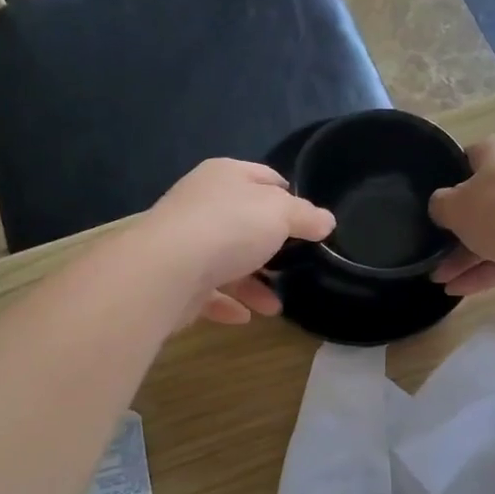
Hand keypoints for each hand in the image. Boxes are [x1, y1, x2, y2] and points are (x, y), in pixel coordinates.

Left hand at [136, 159, 335, 324]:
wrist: (168, 269)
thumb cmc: (230, 228)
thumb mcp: (280, 213)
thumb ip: (306, 216)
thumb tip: (326, 220)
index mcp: (226, 176)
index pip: (263, 177)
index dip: (288, 195)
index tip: (308, 221)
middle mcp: (202, 204)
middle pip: (244, 222)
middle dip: (271, 246)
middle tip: (296, 265)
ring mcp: (185, 241)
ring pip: (227, 261)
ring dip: (253, 284)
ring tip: (275, 306)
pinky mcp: (175, 278)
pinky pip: (207, 292)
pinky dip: (227, 304)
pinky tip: (245, 317)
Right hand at [429, 134, 494, 296]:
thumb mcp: (455, 207)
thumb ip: (440, 205)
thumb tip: (443, 206)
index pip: (465, 161)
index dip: (446, 184)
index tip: (434, 209)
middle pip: (482, 201)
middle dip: (456, 233)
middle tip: (433, 256)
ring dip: (468, 257)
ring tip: (441, 281)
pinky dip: (489, 269)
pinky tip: (461, 290)